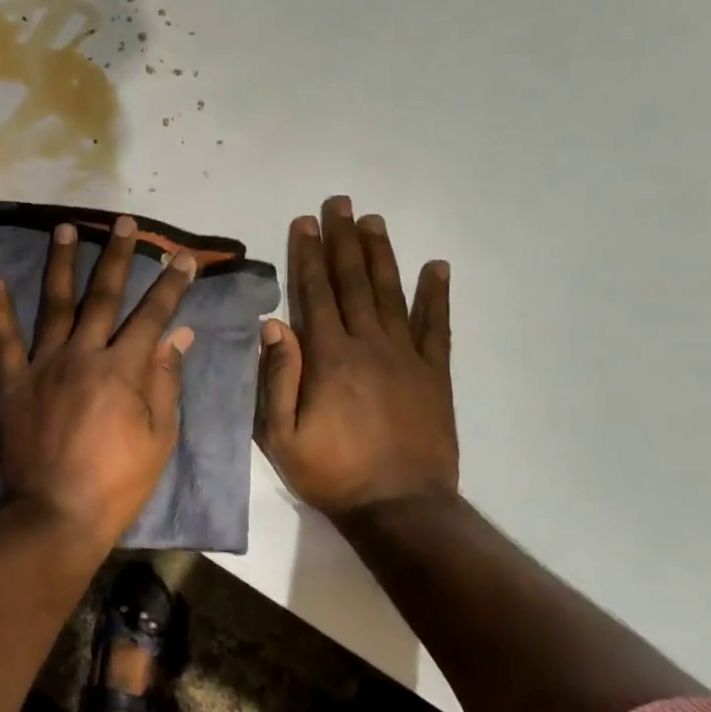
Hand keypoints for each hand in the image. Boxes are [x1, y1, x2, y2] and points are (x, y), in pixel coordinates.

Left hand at [0, 216, 197, 547]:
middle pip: (103, 295)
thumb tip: (178, 334)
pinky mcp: (13, 382)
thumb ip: (166, 380)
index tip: (181, 257)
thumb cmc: (117, 481)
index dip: (170, 284)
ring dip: (60, 263)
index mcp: (123, 368)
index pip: (152, 315)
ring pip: (54, 304)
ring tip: (64, 228)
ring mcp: (44, 364)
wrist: (56, 513)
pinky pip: (3, 340)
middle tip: (123, 222)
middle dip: (117, 256)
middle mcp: (83, 353)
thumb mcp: (159, 437)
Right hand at [256, 197, 456, 518]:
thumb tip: (273, 324)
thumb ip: (276, 377)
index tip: (304, 222)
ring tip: (374, 221)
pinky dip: (437, 295)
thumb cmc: (332, 472)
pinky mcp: (435, 374)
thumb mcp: (281, 435)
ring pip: (391, 294)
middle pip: (353, 282)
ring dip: (380, 255)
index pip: (315, 293)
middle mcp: (369, 345)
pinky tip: (437, 267)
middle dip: (343, 240)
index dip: (308, 255)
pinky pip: (437, 327)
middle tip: (340, 203)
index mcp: (329, 357)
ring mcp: (407, 357)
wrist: (400, 508)